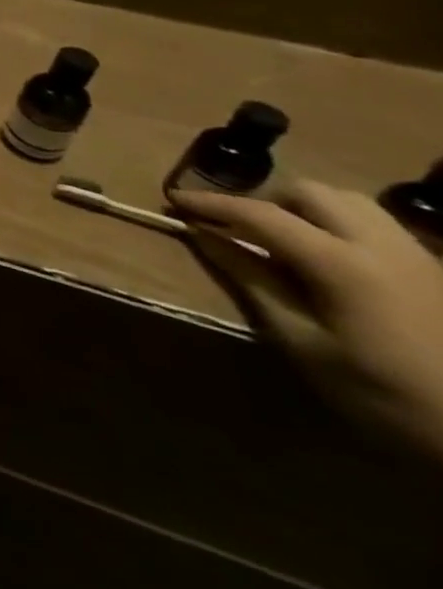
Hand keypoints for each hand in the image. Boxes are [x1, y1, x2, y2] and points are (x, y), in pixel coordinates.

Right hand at [171, 180, 442, 459]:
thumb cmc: (385, 395)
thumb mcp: (304, 343)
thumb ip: (252, 280)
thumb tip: (204, 237)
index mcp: (344, 265)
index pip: (262, 215)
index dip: (211, 204)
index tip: (172, 201)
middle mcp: (384, 246)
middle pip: (311, 193)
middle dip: (264, 201)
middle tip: (235, 227)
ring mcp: (419, 257)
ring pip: (350, 202)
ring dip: (304, 208)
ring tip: (282, 238)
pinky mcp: (438, 271)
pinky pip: (378, 226)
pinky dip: (338, 225)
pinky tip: (330, 258)